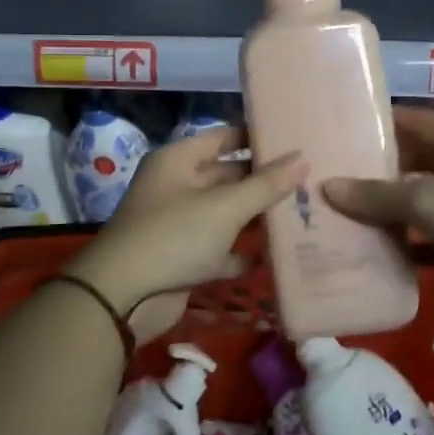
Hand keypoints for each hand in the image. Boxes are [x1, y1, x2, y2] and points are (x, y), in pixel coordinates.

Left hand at [64, 127, 304, 342]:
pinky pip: (219, 249)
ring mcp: (179, 224)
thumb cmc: (174, 236)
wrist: (123, 296)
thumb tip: (302, 158)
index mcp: (178, 161)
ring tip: (303, 213)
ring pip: (225, 214)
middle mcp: (177, 186)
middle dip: (263, 181)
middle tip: (310, 180)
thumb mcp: (225, 207)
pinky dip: (242, 253)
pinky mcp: (183, 258)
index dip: (256, 137)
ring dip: (257, 217)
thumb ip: (265, 185)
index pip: (223, 137)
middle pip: (227, 176)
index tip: (295, 140)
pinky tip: (276, 255)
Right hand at [324, 107, 433, 302]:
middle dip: (377, 171)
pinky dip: (414, 240)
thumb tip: (328, 187)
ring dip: (392, 209)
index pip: (411, 120)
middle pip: (415, 161)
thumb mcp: (427, 202)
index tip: (339, 132)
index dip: (376, 123)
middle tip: (334, 179)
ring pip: (425, 199)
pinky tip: (383, 251)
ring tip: (348, 215)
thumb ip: (378, 196)